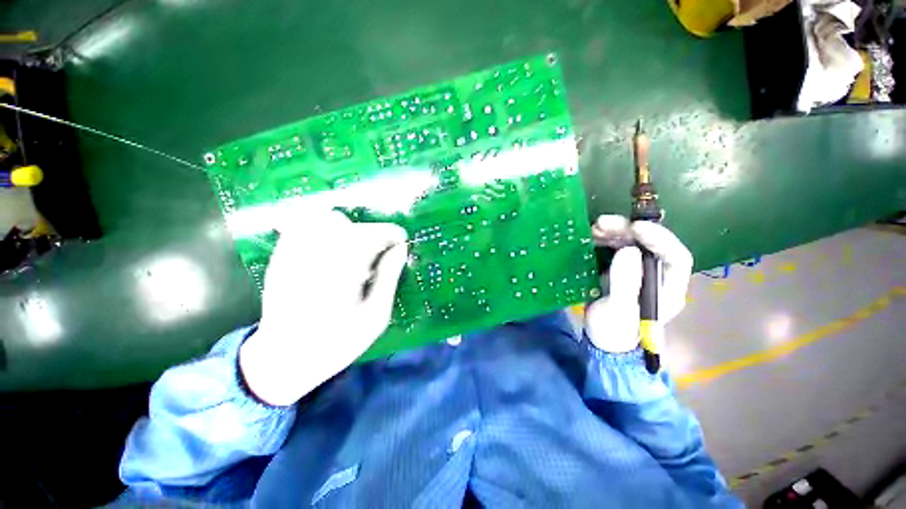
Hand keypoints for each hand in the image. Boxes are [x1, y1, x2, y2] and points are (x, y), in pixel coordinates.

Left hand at [239, 209, 407, 405]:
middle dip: (371, 235)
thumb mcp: (375, 317)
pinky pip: (303, 225)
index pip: (370, 236)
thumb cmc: (337, 343)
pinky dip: (323, 229)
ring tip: (354, 252)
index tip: (401, 242)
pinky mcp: (280, 256)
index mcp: (342, 276)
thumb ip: (389, 278)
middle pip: (349, 225)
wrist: (283, 360)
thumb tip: (401, 249)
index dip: (391, 234)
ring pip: (324, 219)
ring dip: (347, 229)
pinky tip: (331, 250)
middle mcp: (314, 259)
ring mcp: (293, 255)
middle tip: (377, 256)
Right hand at [586, 215, 692, 353]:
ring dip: (615, 232)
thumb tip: (628, 250)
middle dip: (628, 231)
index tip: (635, 228)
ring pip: (632, 243)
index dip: (659, 238)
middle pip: (650, 245)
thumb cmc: (614, 331)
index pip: (675, 257)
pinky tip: (593, 236)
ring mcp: (637, 271)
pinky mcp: (620, 269)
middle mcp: (656, 275)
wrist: (601, 339)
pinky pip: (615, 248)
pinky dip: (605, 239)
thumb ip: (625, 283)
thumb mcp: (619, 311)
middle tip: (604, 223)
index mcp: (667, 288)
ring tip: (595, 228)